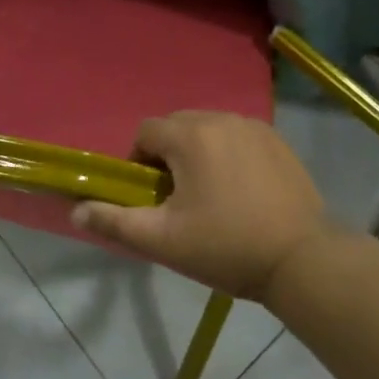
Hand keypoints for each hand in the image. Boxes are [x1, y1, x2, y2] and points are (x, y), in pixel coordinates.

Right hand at [69, 112, 331, 299]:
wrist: (302, 259)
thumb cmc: (226, 247)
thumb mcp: (164, 240)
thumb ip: (116, 221)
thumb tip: (77, 209)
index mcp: (190, 136)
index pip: (146, 132)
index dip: (139, 162)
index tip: (151, 197)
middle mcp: (221, 118)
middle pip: (177, 126)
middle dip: (169, 155)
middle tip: (179, 199)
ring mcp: (254, 127)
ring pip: (208, 130)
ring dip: (199, 153)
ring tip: (211, 196)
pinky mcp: (277, 140)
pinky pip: (237, 137)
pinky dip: (229, 154)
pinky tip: (241, 191)